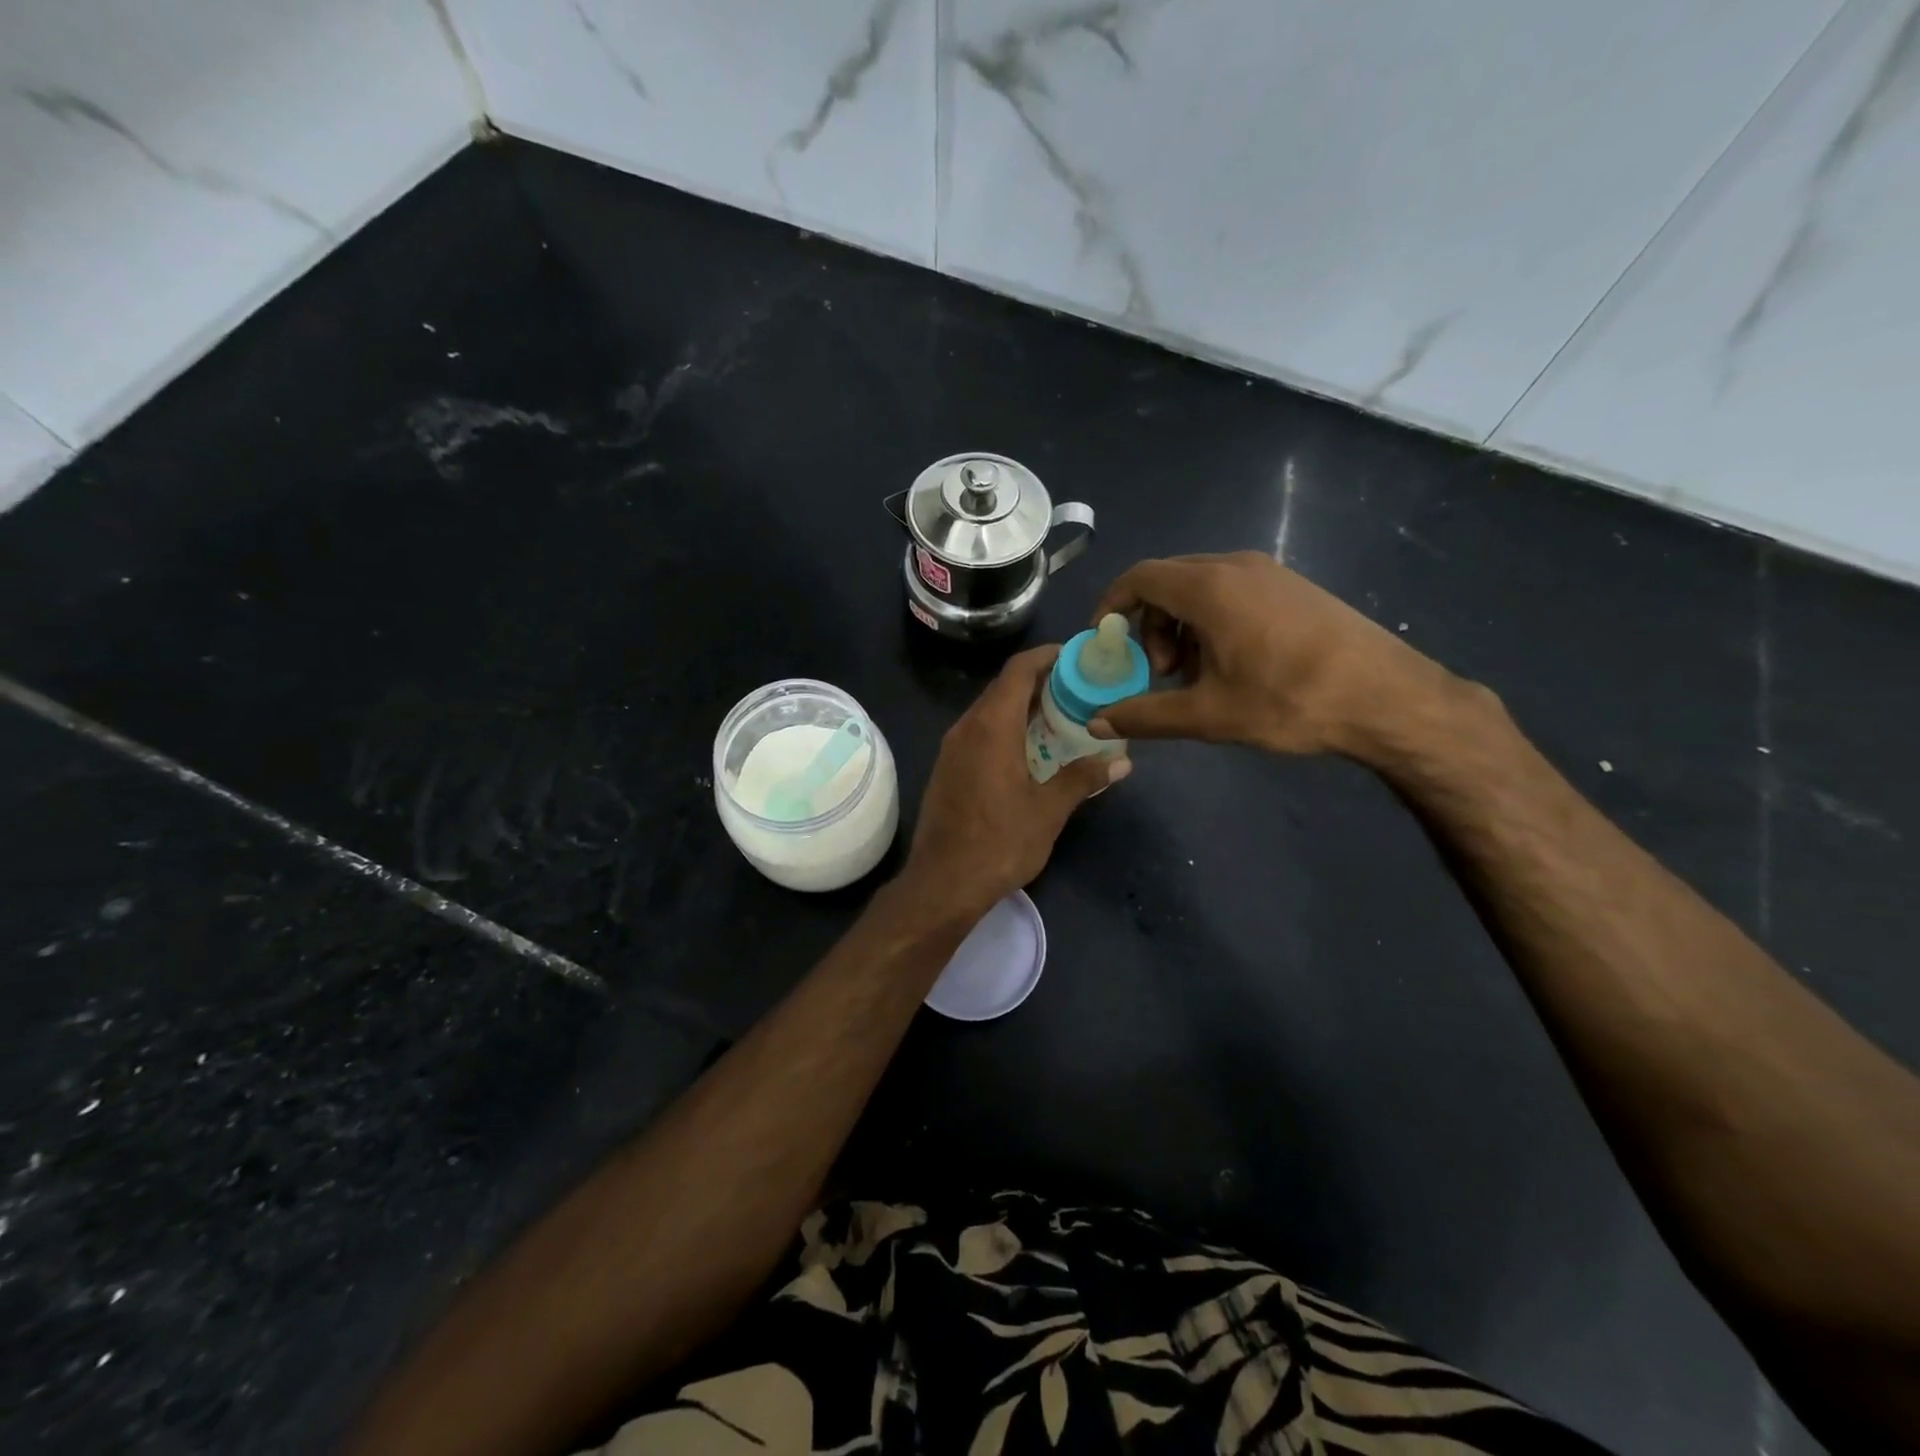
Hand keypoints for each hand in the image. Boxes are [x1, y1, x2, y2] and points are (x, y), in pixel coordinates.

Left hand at [903, 645, 1125, 913]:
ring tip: (1061, 718)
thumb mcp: (1048, 810)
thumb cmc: (999, 842)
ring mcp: (952, 748)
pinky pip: (979, 733)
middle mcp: (967, 727)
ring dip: (1023, 708)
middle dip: (1040, 683)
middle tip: (1079, 690)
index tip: (1076, 657)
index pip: (1018, 670)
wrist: (942, 883)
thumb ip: (1083, 778)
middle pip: (1004, 688)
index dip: (1047, 656)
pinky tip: (1030, 750)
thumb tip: (1121, 761)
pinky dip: (1006, 729)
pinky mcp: (947, 768)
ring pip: (990, 711)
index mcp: (992, 726)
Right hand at [1090, 552, 1456, 759]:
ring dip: (1181, 626)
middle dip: (1149, 625)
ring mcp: (1269, 572)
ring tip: (1195, 675)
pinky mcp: (1292, 586)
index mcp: (1210, 588)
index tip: (1104, 641)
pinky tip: (1231, 664)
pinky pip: (1232, 591)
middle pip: (1168, 581)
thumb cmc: (1289, 701)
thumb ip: (1145, 715)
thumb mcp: (1208, 715)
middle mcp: (1236, 566)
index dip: (1112, 605)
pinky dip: (1211, 621)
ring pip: (1200, 587)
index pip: (1140, 577)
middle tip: (1161, 673)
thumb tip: (1097, 723)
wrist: (1387, 697)